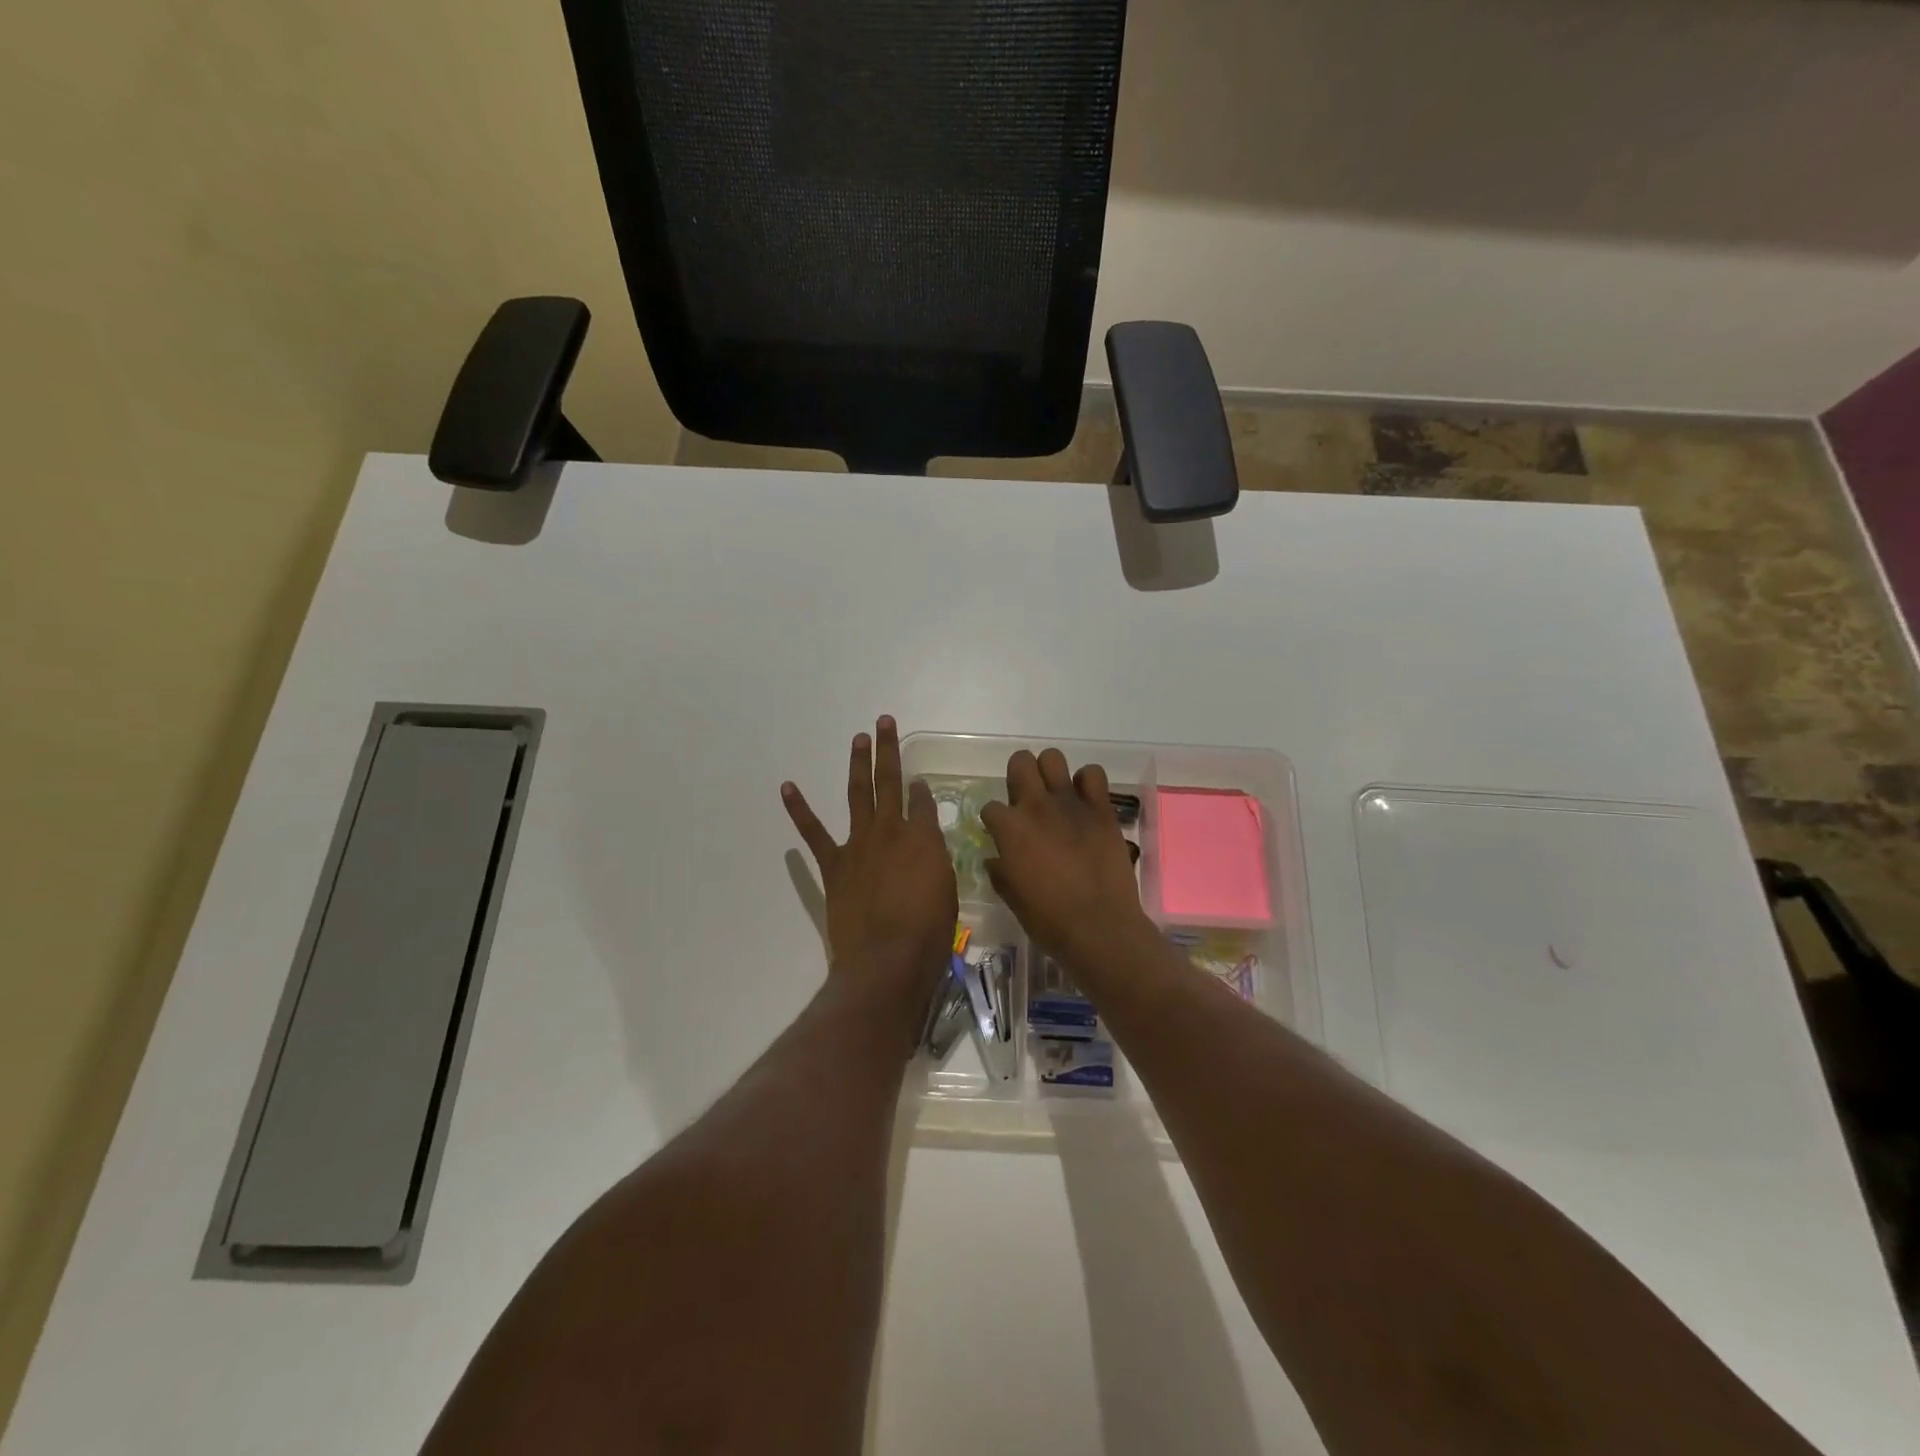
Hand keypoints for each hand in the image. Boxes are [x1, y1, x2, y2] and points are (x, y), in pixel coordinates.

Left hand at [783, 716, 956, 1018]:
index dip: (922, 790)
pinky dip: (800, 809)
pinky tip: (788, 787)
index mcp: (923, 838)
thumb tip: (927, 849)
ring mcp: (859, 844)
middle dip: (888, 750)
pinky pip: (814, 833)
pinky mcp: (834, 865)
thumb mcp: (947, 892)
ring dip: (858, 764)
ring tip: (859, 738)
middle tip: (884, 722)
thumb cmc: (928, 933)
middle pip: (890, 782)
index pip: (923, 802)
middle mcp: (891, 831)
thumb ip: (936, 863)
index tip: (920, 782)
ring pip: (858, 794)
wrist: (887, 960)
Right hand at [980, 749, 1153, 971]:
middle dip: (1018, 776)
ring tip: (1055, 794)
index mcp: (1009, 829)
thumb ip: (1000, 871)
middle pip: (1020, 762)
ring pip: (1053, 758)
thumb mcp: (1012, 897)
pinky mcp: (1101, 808)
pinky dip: (1087, 783)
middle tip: (1026, 799)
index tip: (1003, 834)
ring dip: (1050, 773)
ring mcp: (1070, 803)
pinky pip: (1093, 774)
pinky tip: (1085, 801)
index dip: (995, 821)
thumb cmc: (1048, 919)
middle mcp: (1036, 806)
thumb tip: (995, 859)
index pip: (990, 807)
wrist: (1099, 927)